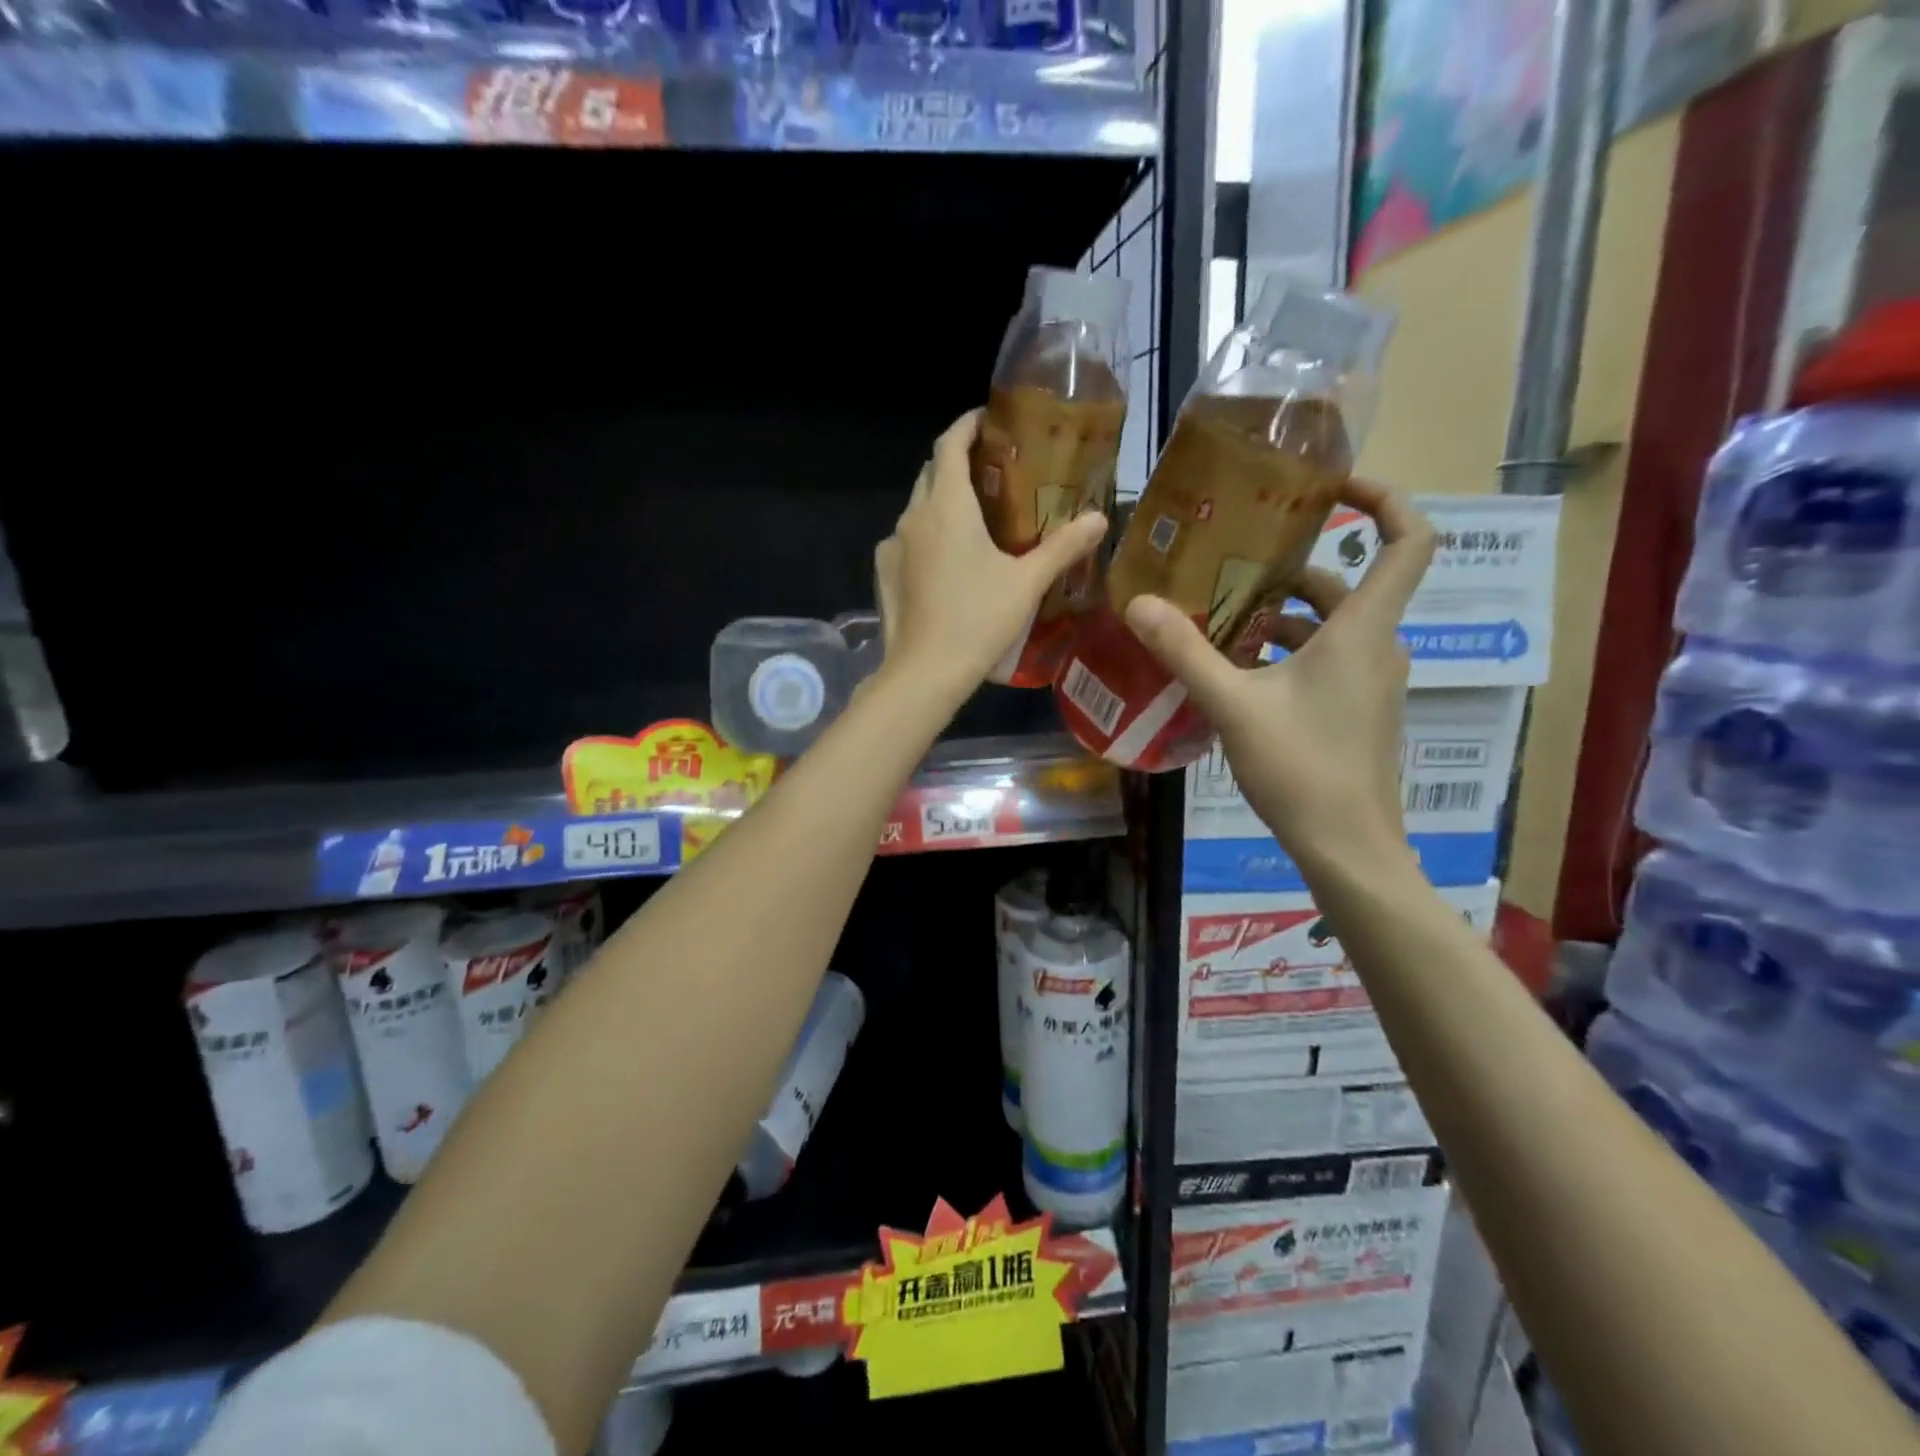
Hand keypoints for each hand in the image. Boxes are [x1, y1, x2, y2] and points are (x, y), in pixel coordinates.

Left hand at [874, 409, 1107, 699]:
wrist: (925, 672)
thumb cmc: (978, 620)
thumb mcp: (1027, 583)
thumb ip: (1063, 547)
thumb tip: (1100, 518)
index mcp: (946, 506)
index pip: (950, 443)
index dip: (968, 425)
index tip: (989, 420)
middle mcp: (913, 516)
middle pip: (932, 471)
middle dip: (958, 461)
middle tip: (992, 471)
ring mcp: (892, 545)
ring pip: (917, 507)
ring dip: (942, 500)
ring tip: (974, 517)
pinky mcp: (884, 573)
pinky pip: (906, 539)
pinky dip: (927, 534)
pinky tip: (947, 560)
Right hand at [1124, 480, 1435, 880]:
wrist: (1348, 848)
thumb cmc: (1302, 769)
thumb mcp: (1233, 706)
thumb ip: (1185, 652)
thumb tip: (1138, 603)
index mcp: (1363, 630)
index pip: (1408, 541)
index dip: (1384, 499)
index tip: (1333, 485)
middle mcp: (1378, 647)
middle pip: (1348, 585)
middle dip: (1293, 568)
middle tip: (1234, 562)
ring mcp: (1372, 682)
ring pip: (1332, 626)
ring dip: (1282, 616)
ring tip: (1220, 617)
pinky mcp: (1359, 711)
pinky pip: (1328, 659)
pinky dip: (1288, 651)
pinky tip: (1237, 671)